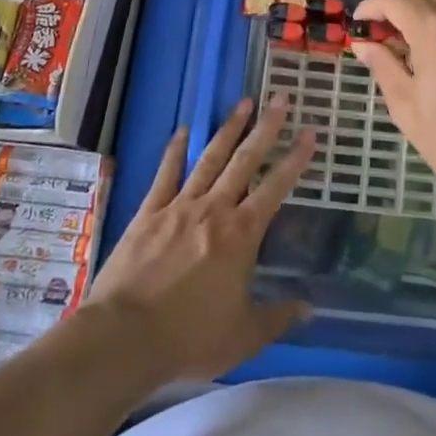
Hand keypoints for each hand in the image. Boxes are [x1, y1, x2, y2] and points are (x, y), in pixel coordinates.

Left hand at [88, 95, 314, 384]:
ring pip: (210, 159)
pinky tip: (184, 130)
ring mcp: (179, 206)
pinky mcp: (149, 212)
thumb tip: (309, 307)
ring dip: (228, 129)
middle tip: (280, 99)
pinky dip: (176, 150)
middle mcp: (214, 209)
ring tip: (244, 102)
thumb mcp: (244, 336)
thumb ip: (278, 316)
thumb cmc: (190, 337)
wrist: (125, 337)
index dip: (295, 159)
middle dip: (266, 128)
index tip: (309, 132)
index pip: (275, 187)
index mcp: (241, 234)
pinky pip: (166, 174)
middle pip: (245, 160)